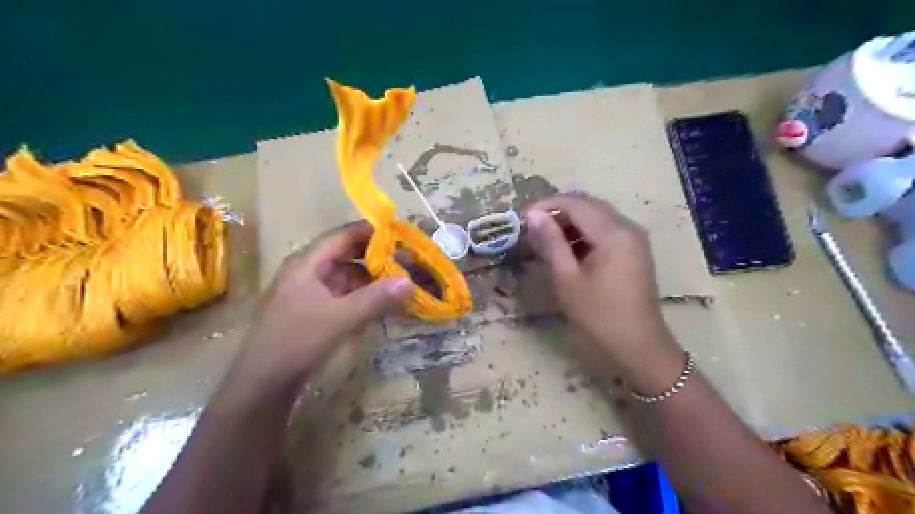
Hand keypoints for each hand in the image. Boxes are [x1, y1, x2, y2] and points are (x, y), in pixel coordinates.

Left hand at [228, 220, 415, 392]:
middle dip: (376, 256)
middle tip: (406, 258)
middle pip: (346, 255)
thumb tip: (409, 281)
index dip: (370, 231)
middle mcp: (308, 273)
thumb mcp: (340, 319)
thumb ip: (376, 299)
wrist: (261, 385)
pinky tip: (381, 303)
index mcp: (307, 264)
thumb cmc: (296, 343)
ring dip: (371, 277)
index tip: (399, 232)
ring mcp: (310, 293)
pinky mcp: (314, 312)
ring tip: (400, 279)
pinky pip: (344, 295)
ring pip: (347, 276)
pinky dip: (363, 295)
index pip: (342, 236)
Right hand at [525, 194, 682, 379]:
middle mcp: (628, 228)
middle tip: (531, 227)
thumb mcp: (568, 279)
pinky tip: (566, 250)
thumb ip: (551, 242)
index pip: (576, 203)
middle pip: (588, 206)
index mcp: (614, 233)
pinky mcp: (633, 253)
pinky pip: (605, 232)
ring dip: (570, 223)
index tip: (521, 218)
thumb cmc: (599, 316)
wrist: (638, 349)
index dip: (546, 206)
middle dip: (558, 212)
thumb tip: (533, 215)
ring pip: (597, 218)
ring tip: (544, 239)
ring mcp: (634, 240)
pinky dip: (583, 235)